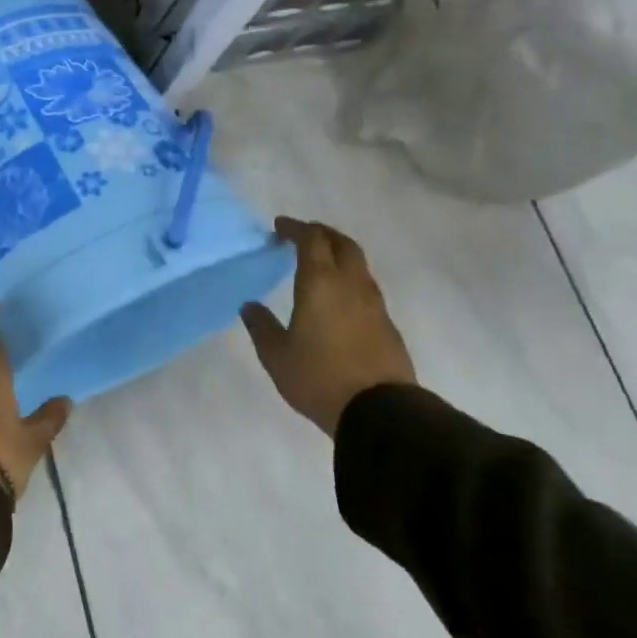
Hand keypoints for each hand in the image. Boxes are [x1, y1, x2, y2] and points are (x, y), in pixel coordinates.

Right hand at [241, 217, 415, 439]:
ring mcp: (374, 304)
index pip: (311, 239)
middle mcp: (351, 284)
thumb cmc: (319, 377)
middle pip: (342, 244)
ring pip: (358, 264)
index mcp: (320, 282)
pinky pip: (365, 288)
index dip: (295, 228)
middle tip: (302, 236)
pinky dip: (349, 279)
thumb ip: (261, 326)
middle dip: (321, 234)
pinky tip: (337, 298)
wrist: (379, 410)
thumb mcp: (276, 355)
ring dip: (338, 255)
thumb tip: (250, 306)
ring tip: (319, 265)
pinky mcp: (386, 324)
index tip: (279, 227)